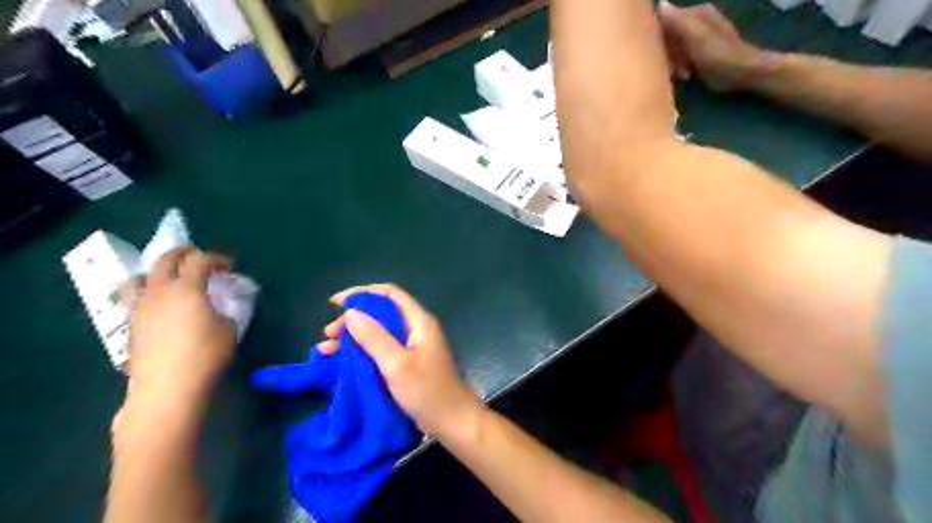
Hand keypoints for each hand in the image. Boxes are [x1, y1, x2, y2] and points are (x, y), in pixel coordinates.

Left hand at [127, 249, 236, 408]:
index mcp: (187, 289)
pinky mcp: (131, 326)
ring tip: (169, 279)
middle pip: (165, 260)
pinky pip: (135, 299)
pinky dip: (148, 294)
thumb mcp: (229, 331)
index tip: (228, 267)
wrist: (167, 388)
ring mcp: (140, 308)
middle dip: (183, 253)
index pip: (201, 261)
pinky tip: (161, 307)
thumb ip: (224, 312)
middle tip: (198, 257)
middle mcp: (160, 292)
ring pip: (140, 277)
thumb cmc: (206, 356)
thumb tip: (217, 309)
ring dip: (157, 272)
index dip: (217, 259)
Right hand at [324, 284, 483, 438]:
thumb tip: (351, 312)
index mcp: (419, 321)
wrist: (452, 421)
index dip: (362, 294)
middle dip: (354, 319)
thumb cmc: (427, 390)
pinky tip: (343, 361)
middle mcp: (417, 328)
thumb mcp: (396, 363)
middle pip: (382, 313)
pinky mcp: (409, 363)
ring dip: (354, 337)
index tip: (335, 303)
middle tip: (328, 335)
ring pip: (379, 332)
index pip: (389, 294)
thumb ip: (374, 337)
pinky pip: (382, 349)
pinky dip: (363, 352)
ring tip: (326, 349)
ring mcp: (414, 346)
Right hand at [654, 2, 764, 90]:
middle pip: (669, 35)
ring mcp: (698, 38)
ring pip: (673, 48)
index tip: (659, 55)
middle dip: (668, 53)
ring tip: (682, 73)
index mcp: (696, 13)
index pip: (666, 20)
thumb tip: (660, 4)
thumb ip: (677, 21)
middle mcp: (696, 21)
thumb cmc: (719, 54)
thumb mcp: (696, 36)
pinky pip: (680, 57)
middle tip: (672, 68)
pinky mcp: (699, 53)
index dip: (659, 37)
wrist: (741, 73)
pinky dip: (680, 67)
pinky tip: (686, 75)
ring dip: (674, 63)